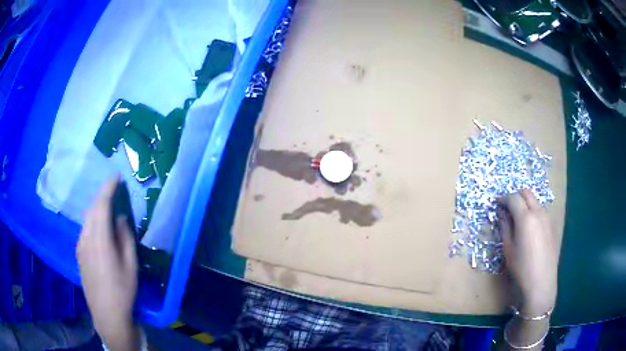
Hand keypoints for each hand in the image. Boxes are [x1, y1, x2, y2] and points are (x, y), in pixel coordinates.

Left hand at [77, 176, 140, 349]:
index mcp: (100, 240)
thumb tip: (119, 218)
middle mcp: (86, 237)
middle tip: (113, 187)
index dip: (108, 188)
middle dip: (102, 194)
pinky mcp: (78, 253)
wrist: (106, 313)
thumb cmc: (122, 290)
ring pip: (87, 218)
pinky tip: (99, 226)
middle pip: (92, 208)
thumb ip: (125, 237)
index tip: (116, 176)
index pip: (101, 205)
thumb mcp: (130, 265)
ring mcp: (80, 245)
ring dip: (96, 207)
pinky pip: (85, 228)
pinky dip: (92, 219)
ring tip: (107, 204)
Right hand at [498, 189, 557, 315]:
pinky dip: (533, 212)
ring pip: (535, 201)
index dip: (503, 198)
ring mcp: (547, 217)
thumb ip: (505, 227)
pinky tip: (529, 228)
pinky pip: (541, 211)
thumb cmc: (521, 267)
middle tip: (507, 207)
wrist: (541, 281)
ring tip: (518, 219)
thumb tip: (501, 213)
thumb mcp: (508, 248)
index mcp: (525, 218)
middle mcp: (538, 212)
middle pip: (526, 193)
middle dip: (515, 196)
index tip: (496, 203)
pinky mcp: (552, 225)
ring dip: (525, 204)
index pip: (513, 198)